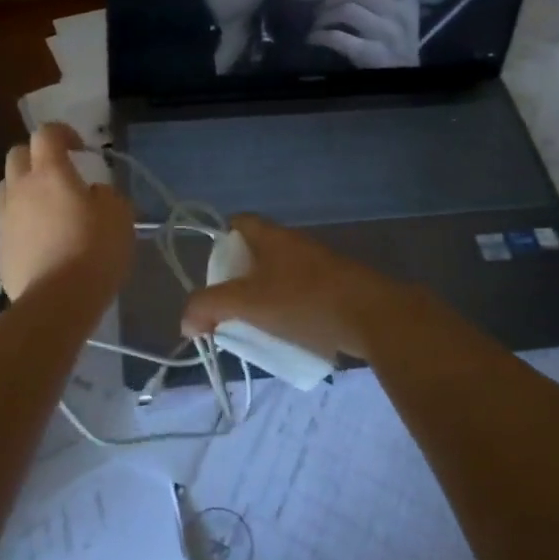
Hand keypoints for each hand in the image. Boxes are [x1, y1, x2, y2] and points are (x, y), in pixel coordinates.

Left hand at [0, 123, 134, 303]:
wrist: (57, 302)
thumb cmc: (94, 250)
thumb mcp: (119, 215)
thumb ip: (105, 194)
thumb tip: (92, 192)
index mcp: (50, 172)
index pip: (46, 133)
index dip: (62, 133)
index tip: (79, 148)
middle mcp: (20, 187)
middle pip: (18, 153)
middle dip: (37, 156)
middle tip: (59, 173)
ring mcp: (5, 217)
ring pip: (7, 186)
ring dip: (25, 186)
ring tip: (46, 206)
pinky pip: (7, 219)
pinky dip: (21, 218)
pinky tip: (40, 237)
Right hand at [179, 214, 429, 363]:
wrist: (372, 316)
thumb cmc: (304, 301)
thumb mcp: (248, 304)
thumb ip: (210, 308)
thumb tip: (186, 321)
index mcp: (272, 236)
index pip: (238, 223)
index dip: (220, 241)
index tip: (213, 273)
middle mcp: (294, 243)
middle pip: (257, 252)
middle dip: (239, 279)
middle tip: (228, 307)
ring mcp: (318, 264)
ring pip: (280, 276)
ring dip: (265, 298)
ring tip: (255, 326)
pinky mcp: (336, 287)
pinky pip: (302, 293)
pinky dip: (289, 310)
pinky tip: (287, 336)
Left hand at [309, 0, 421, 67]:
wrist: (404, 80)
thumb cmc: (394, 45)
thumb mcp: (398, 17)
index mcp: (407, 1)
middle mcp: (400, 14)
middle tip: (321, 7)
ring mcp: (389, 35)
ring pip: (348, 10)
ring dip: (325, 15)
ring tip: (318, 23)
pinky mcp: (374, 55)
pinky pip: (339, 38)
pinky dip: (321, 36)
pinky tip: (314, 39)